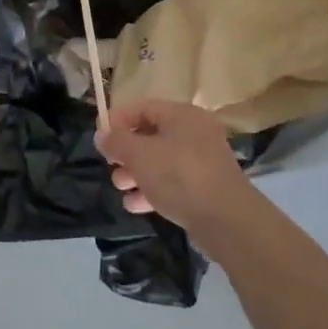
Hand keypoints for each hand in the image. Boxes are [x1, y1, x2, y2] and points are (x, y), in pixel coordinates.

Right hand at [97, 99, 252, 232]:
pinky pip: (173, 182)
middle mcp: (195, 132)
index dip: (118, 120)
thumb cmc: (179, 176)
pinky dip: (153, 189)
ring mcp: (203, 161)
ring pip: (161, 160)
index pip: (143, 107)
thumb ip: (117, 142)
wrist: (227, 220)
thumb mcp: (140, 155)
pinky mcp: (206, 187)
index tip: (100, 138)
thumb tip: (102, 135)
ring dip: (137, 173)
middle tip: (111, 165)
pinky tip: (135, 205)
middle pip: (151, 135)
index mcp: (182, 115)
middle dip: (127, 151)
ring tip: (120, 187)